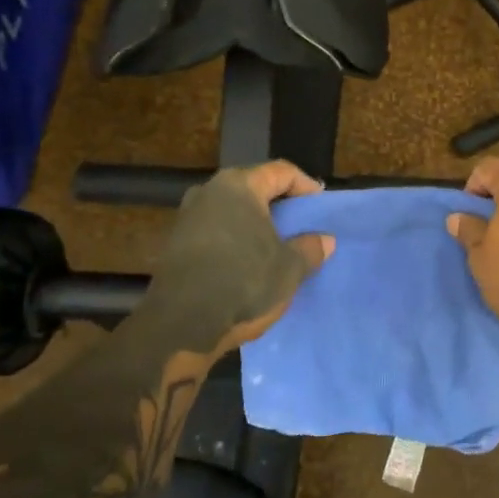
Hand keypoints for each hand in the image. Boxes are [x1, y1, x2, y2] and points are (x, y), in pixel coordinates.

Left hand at [151, 161, 334, 355]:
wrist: (181, 325)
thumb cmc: (244, 283)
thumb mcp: (290, 268)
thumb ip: (310, 248)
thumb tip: (324, 240)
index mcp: (239, 186)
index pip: (280, 172)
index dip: (305, 185)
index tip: (320, 204)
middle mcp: (209, 192)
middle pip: (253, 188)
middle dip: (279, 204)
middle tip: (301, 223)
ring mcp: (187, 217)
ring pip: (232, 211)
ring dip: (255, 224)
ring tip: (277, 245)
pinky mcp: (175, 244)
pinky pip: (215, 231)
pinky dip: (236, 240)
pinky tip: (249, 263)